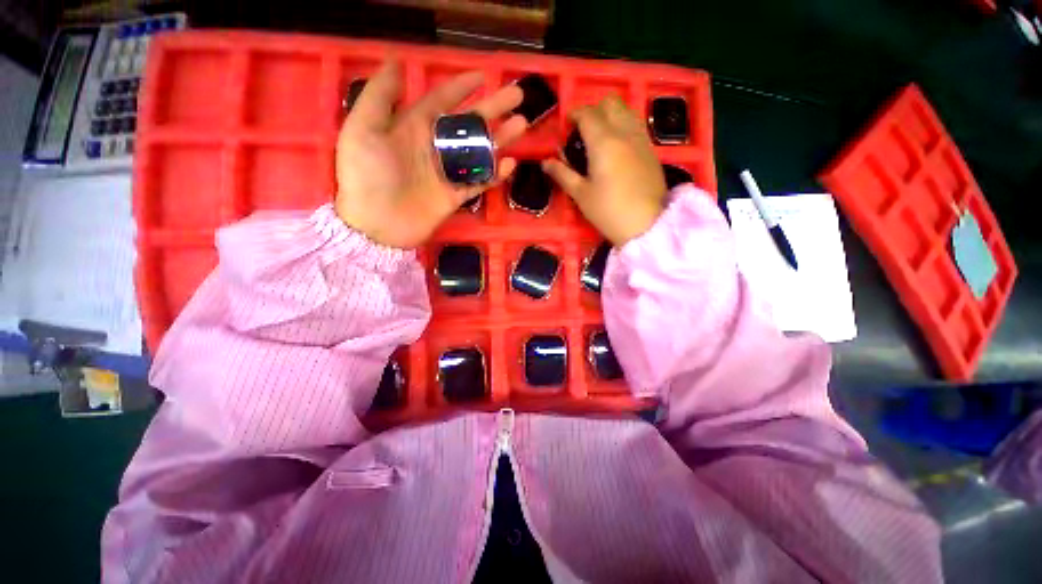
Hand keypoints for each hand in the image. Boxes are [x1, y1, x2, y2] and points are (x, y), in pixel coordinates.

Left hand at [335, 61, 526, 248]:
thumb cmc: (366, 176)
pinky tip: (509, 164)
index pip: (442, 101)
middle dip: (492, 108)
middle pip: (468, 124)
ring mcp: (447, 173)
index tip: (483, 76)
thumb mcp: (362, 130)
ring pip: (479, 151)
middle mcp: (434, 147)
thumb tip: (396, 61)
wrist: (375, 226)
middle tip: (517, 95)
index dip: (461, 87)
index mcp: (413, 127)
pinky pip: (479, 182)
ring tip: (521, 124)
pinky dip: (495, 173)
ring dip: (499, 138)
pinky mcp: (455, 196)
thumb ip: (380, 96)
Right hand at [542, 96, 666, 245]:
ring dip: (611, 116)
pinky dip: (624, 126)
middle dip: (594, 111)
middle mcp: (624, 132)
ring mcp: (641, 139)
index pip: (587, 114)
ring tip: (600, 138)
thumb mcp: (581, 194)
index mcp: (603, 142)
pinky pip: (637, 125)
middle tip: (583, 132)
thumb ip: (562, 174)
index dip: (574, 115)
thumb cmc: (608, 211)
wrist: (646, 224)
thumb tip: (545, 162)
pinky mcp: (652, 150)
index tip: (566, 126)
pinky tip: (618, 148)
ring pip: (626, 111)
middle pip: (610, 104)